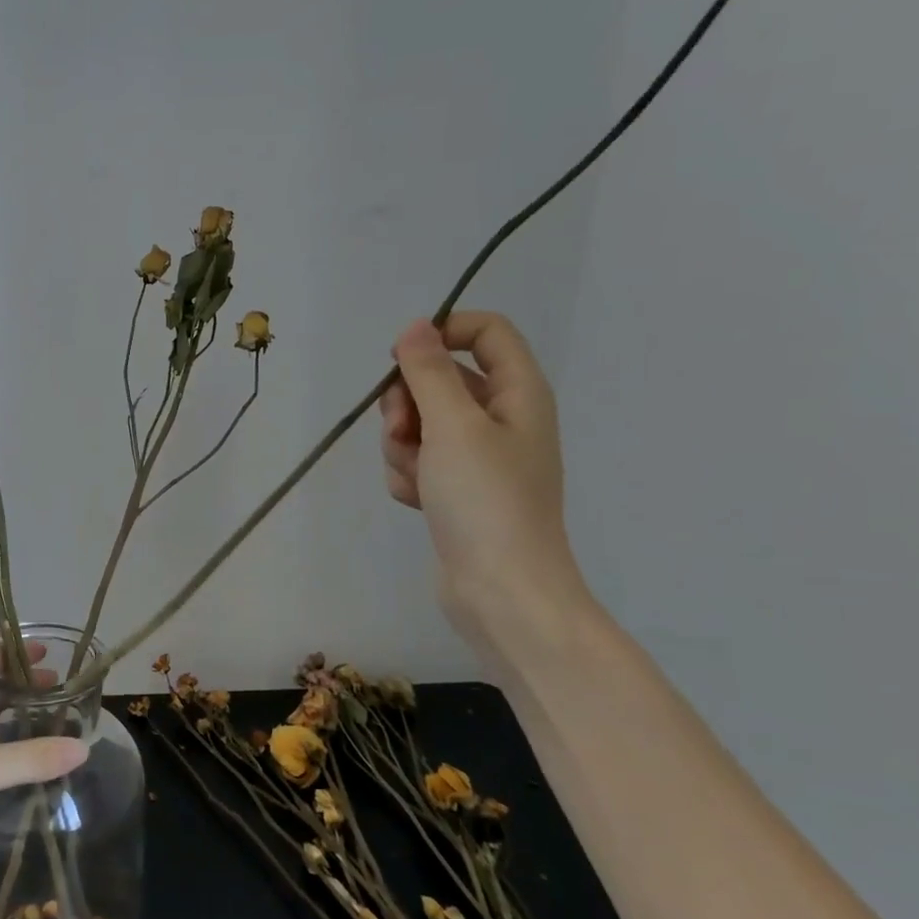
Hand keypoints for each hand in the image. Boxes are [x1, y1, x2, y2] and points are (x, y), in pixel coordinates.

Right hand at [380, 312, 589, 643]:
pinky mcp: (456, 490)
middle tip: (401, 429)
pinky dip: (409, 476)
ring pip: (421, 424)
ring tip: (415, 476)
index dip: (442, 333)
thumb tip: (415, 327)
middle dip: (408, 402)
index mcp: (518, 394)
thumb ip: (429, 373)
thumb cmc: (486, 501)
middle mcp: (501, 419)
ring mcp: (478, 458)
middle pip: (442, 380)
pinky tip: (416, 500)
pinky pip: (419, 462)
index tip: (400, 358)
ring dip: (403, 445)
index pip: (486, 332)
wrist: (501, 591)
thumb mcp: (454, 427)